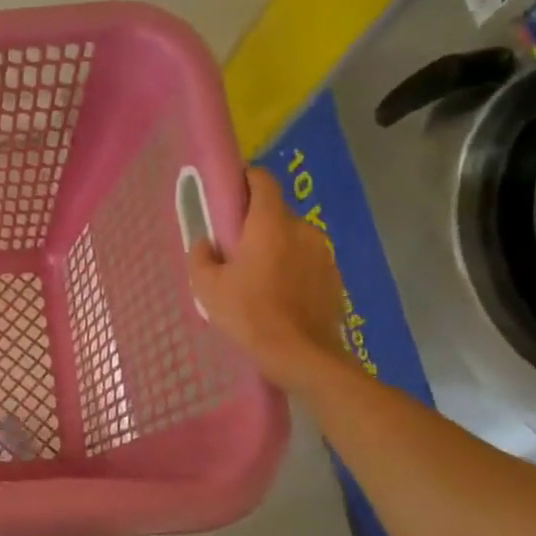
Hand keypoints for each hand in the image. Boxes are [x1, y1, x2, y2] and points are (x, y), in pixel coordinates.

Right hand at [188, 167, 348, 392]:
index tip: (227, 193)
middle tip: (233, 249)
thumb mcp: (207, 287)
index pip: (262, 180)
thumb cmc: (249, 315)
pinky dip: (291, 268)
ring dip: (274, 248)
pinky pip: (306, 261)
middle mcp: (302, 230)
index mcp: (270, 224)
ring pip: (291, 238)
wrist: (302, 356)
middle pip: (275, 213)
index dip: (244, 179)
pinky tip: (277, 295)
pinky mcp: (334, 276)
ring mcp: (323, 253)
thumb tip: (206, 243)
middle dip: (254, 224)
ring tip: (255, 277)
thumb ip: (201, 256)